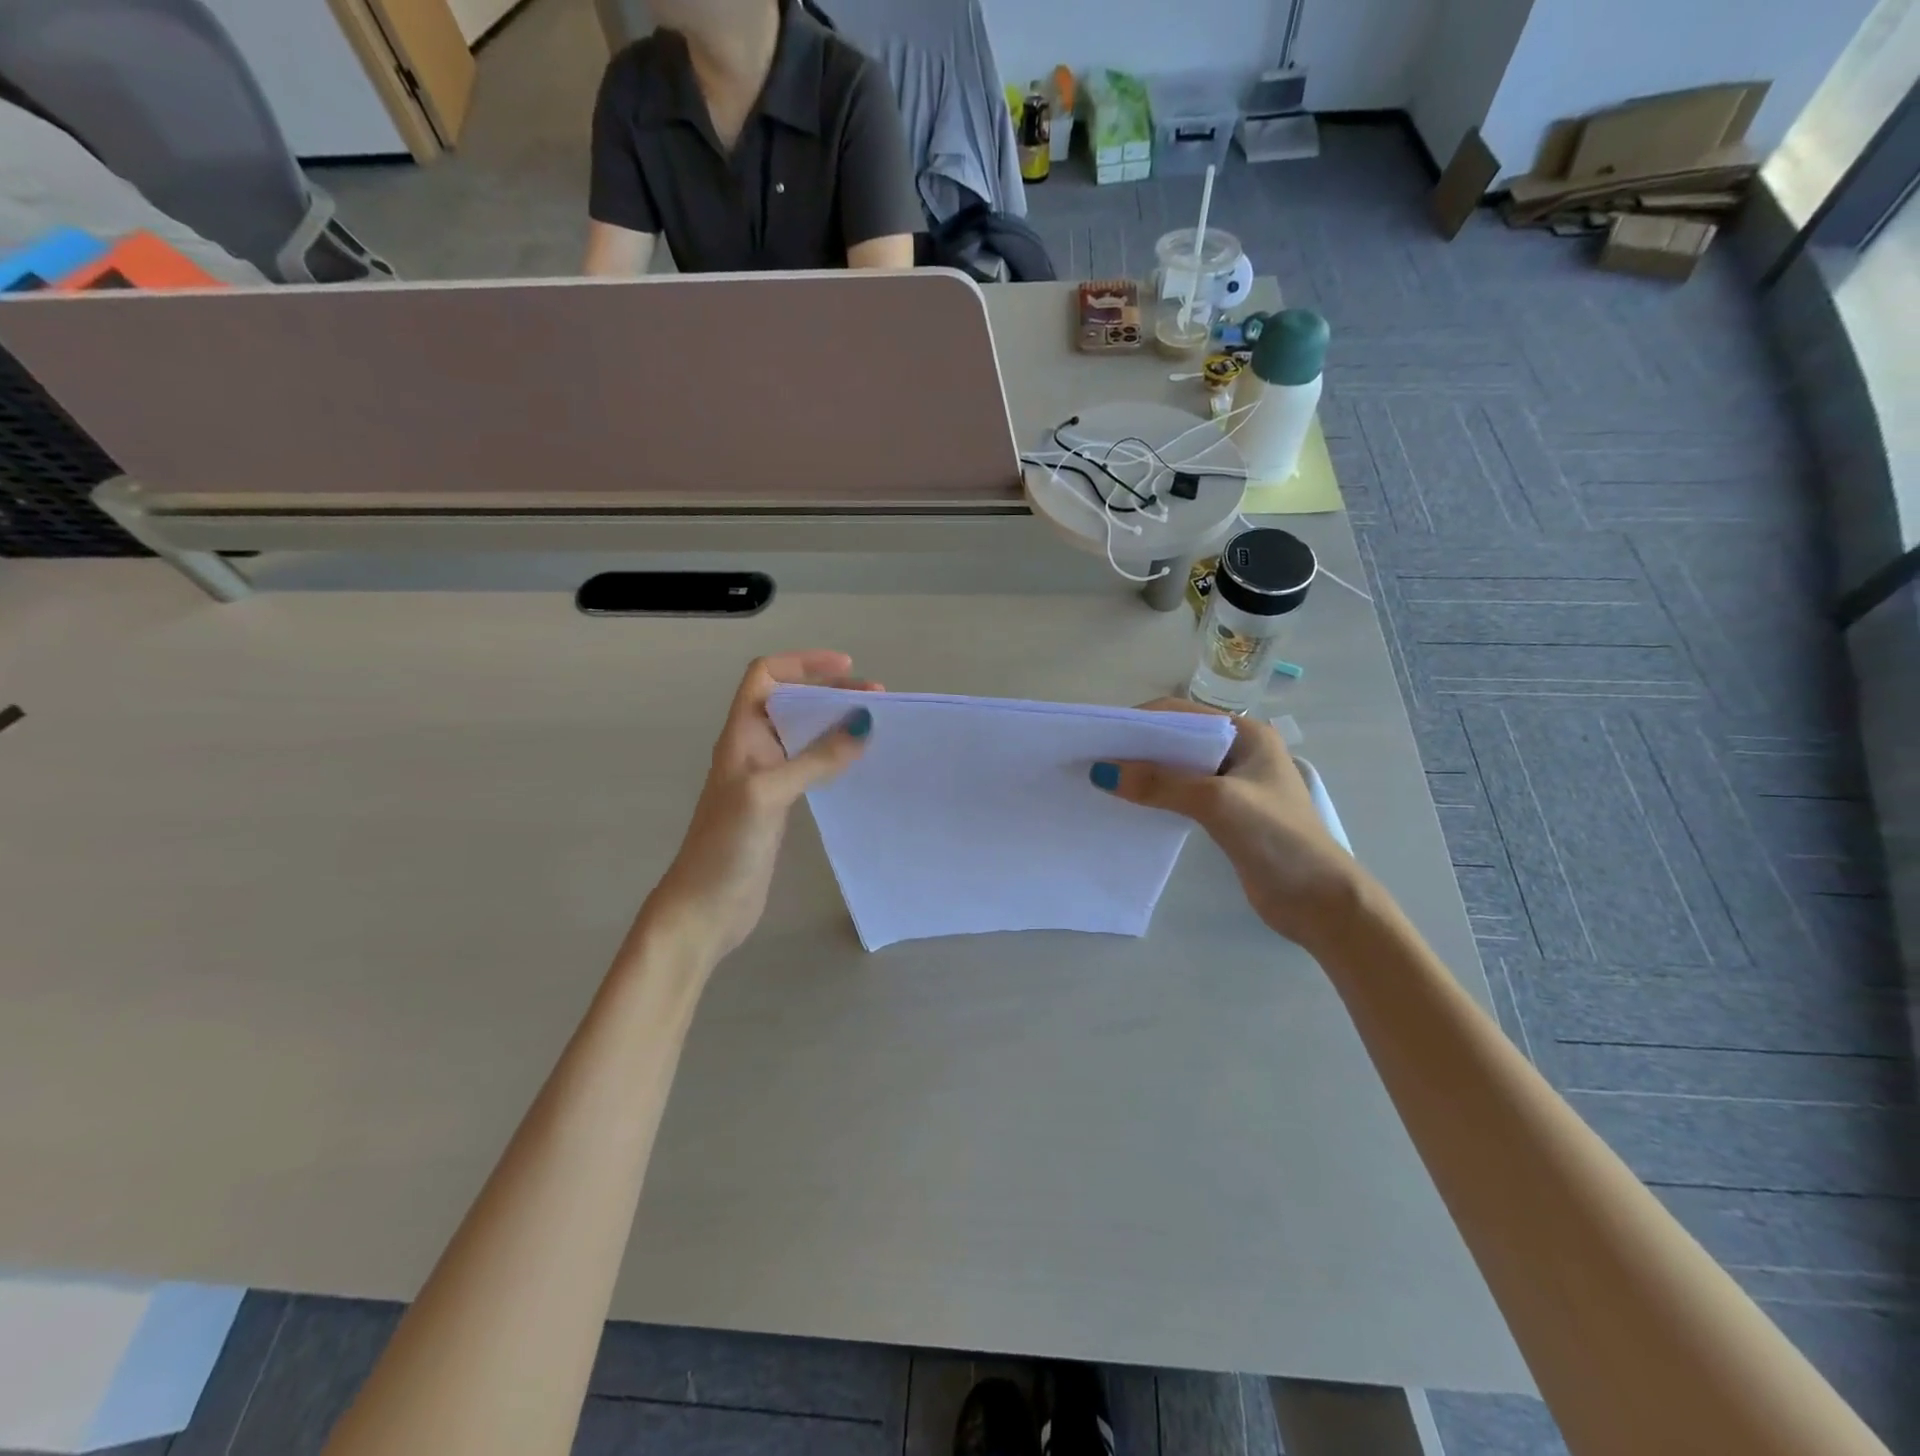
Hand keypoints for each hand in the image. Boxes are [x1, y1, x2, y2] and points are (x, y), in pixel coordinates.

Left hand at [640, 652, 877, 965]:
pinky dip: (834, 756)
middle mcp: (753, 749)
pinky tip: (857, 765)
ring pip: (803, 734)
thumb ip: (816, 759)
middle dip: (831, 693)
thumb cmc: (726, 845)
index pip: (766, 676)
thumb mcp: (769, 793)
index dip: (802, 663)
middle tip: (877, 698)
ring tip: (874, 727)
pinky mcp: (779, 805)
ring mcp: (766, 778)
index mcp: (741, 735)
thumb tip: (863, 723)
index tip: (846, 667)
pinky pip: (810, 766)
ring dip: (835, 724)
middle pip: (791, 702)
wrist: (704, 908)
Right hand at [1092, 701, 1364, 950]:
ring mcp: (1232, 784)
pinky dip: (1155, 795)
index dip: (1140, 721)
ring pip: (1177, 768)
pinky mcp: (1225, 814)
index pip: (1182, 714)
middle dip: (1136, 747)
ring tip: (1103, 781)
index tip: (1100, 736)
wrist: (1319, 902)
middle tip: (1093, 759)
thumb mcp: (1217, 802)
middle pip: (1176, 740)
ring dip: (1143, 773)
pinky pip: (1180, 794)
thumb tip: (1102, 772)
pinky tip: (1129, 805)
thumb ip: (1161, 784)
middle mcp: (1238, 752)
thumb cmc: (1278, 839)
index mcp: (1246, 734)